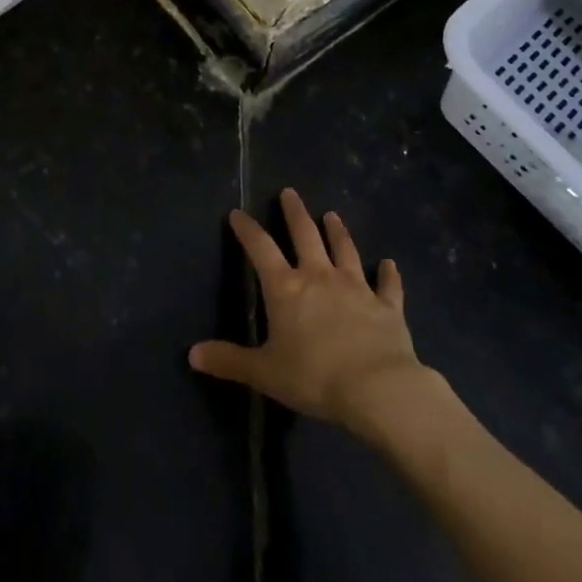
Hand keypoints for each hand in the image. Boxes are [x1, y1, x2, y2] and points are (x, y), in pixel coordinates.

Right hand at [190, 188, 453, 440]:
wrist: (377, 389)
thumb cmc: (314, 377)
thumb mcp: (264, 372)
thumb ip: (229, 360)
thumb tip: (192, 354)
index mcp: (286, 289)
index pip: (261, 249)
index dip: (247, 230)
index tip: (238, 213)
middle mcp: (319, 277)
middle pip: (305, 236)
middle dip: (295, 213)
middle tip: (290, 192)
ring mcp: (356, 288)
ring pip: (345, 250)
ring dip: (338, 232)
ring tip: (332, 214)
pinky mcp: (386, 306)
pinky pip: (387, 285)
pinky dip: (388, 274)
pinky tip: (389, 264)